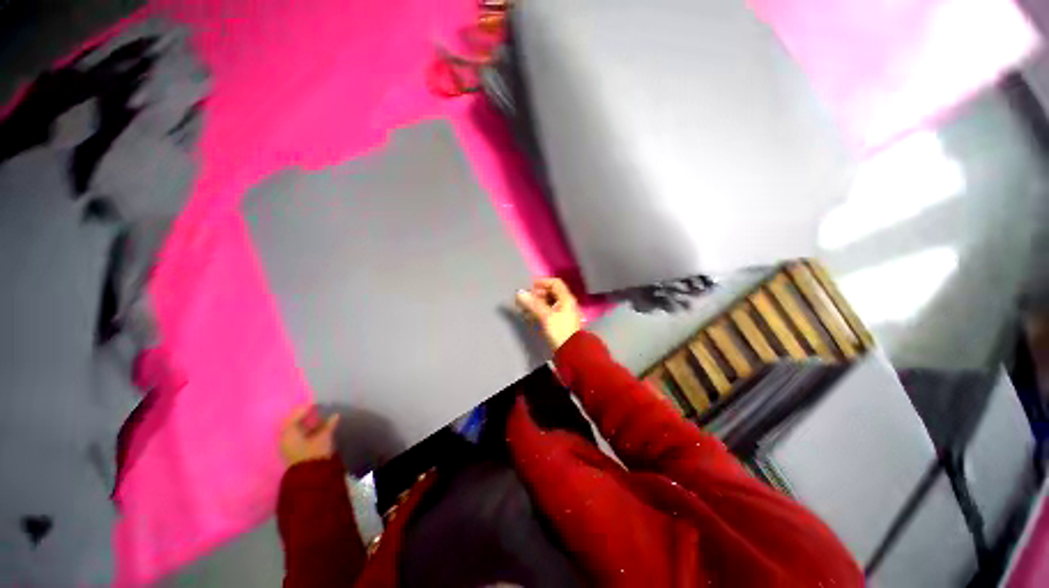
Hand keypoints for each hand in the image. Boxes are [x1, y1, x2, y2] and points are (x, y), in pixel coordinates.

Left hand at [280, 405, 339, 466]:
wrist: (310, 477)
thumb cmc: (314, 453)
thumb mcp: (323, 437)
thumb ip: (328, 425)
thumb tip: (335, 415)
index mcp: (288, 432)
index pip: (295, 415)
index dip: (306, 407)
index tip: (318, 402)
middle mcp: (285, 437)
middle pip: (294, 421)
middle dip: (305, 414)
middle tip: (318, 407)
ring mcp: (288, 445)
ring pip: (296, 429)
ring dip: (307, 422)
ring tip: (320, 416)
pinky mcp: (294, 451)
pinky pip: (299, 436)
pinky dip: (307, 430)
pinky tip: (318, 427)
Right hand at [515, 278, 582, 350]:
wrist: (571, 353)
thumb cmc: (560, 332)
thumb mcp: (546, 316)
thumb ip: (533, 304)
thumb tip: (520, 292)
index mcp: (566, 299)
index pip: (555, 283)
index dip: (542, 282)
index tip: (529, 287)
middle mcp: (566, 304)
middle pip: (551, 293)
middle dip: (537, 294)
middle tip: (526, 299)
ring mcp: (563, 313)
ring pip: (549, 303)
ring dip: (537, 303)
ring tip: (525, 308)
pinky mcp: (559, 323)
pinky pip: (548, 312)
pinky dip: (539, 311)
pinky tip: (530, 316)